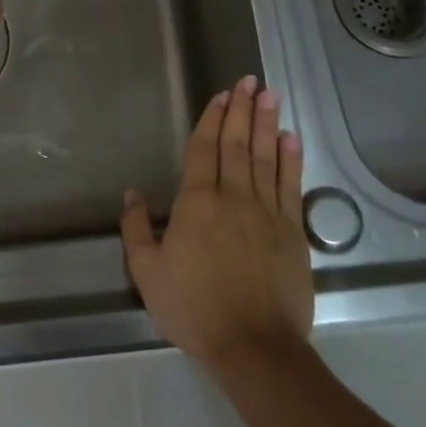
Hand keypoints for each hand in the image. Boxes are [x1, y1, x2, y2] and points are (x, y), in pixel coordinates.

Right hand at [120, 77, 312, 370]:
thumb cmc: (194, 308)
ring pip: (266, 157)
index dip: (212, 119)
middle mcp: (234, 197)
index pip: (204, 150)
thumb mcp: (147, 272)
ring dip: (268, 124)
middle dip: (242, 110)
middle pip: (237, 144)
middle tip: (249, 81)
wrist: (254, 345)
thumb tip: (133, 192)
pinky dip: (292, 159)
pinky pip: (291, 185)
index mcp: (197, 203)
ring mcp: (267, 212)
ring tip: (270, 95)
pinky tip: (292, 138)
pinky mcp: (292, 231)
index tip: (221, 95)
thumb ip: (136, 229)